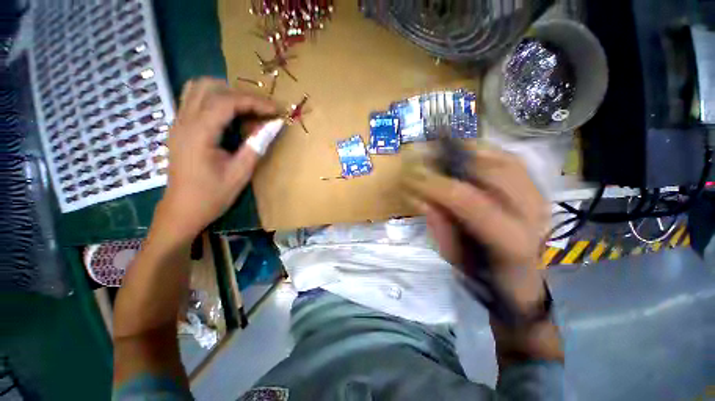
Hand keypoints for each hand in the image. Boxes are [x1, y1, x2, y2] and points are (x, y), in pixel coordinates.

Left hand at [156, 78, 276, 243]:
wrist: (182, 210)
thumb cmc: (212, 195)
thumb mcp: (240, 173)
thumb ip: (257, 145)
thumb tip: (275, 125)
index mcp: (199, 133)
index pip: (227, 102)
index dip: (255, 101)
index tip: (276, 109)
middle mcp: (184, 121)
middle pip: (209, 87)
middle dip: (240, 93)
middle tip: (261, 109)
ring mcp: (178, 122)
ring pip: (197, 88)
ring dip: (225, 92)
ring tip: (247, 108)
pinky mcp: (179, 128)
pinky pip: (194, 100)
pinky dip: (215, 100)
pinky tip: (229, 116)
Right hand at [403, 146, 549, 311]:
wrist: (522, 281)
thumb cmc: (484, 274)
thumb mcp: (454, 256)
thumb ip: (439, 225)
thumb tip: (419, 197)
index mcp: (509, 240)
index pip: (470, 202)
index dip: (438, 185)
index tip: (413, 175)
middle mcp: (532, 214)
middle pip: (493, 171)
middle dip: (454, 159)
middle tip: (427, 155)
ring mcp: (539, 198)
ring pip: (505, 160)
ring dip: (470, 150)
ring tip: (444, 149)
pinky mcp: (537, 190)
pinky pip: (512, 160)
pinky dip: (487, 152)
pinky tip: (467, 152)